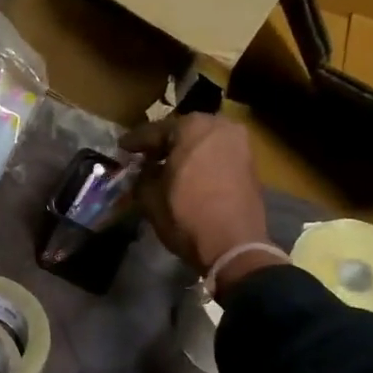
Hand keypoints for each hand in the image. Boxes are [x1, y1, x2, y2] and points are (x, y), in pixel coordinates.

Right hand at [122, 114, 271, 282]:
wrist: (233, 245)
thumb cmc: (186, 216)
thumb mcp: (150, 197)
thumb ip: (142, 176)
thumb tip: (144, 171)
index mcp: (192, 127)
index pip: (155, 130)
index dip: (135, 141)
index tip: (122, 148)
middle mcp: (219, 126)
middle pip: (183, 132)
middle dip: (163, 144)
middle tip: (145, 156)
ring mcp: (240, 143)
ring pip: (203, 142)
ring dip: (185, 152)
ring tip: (167, 166)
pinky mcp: (250, 163)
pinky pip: (218, 154)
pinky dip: (202, 161)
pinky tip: (189, 175)